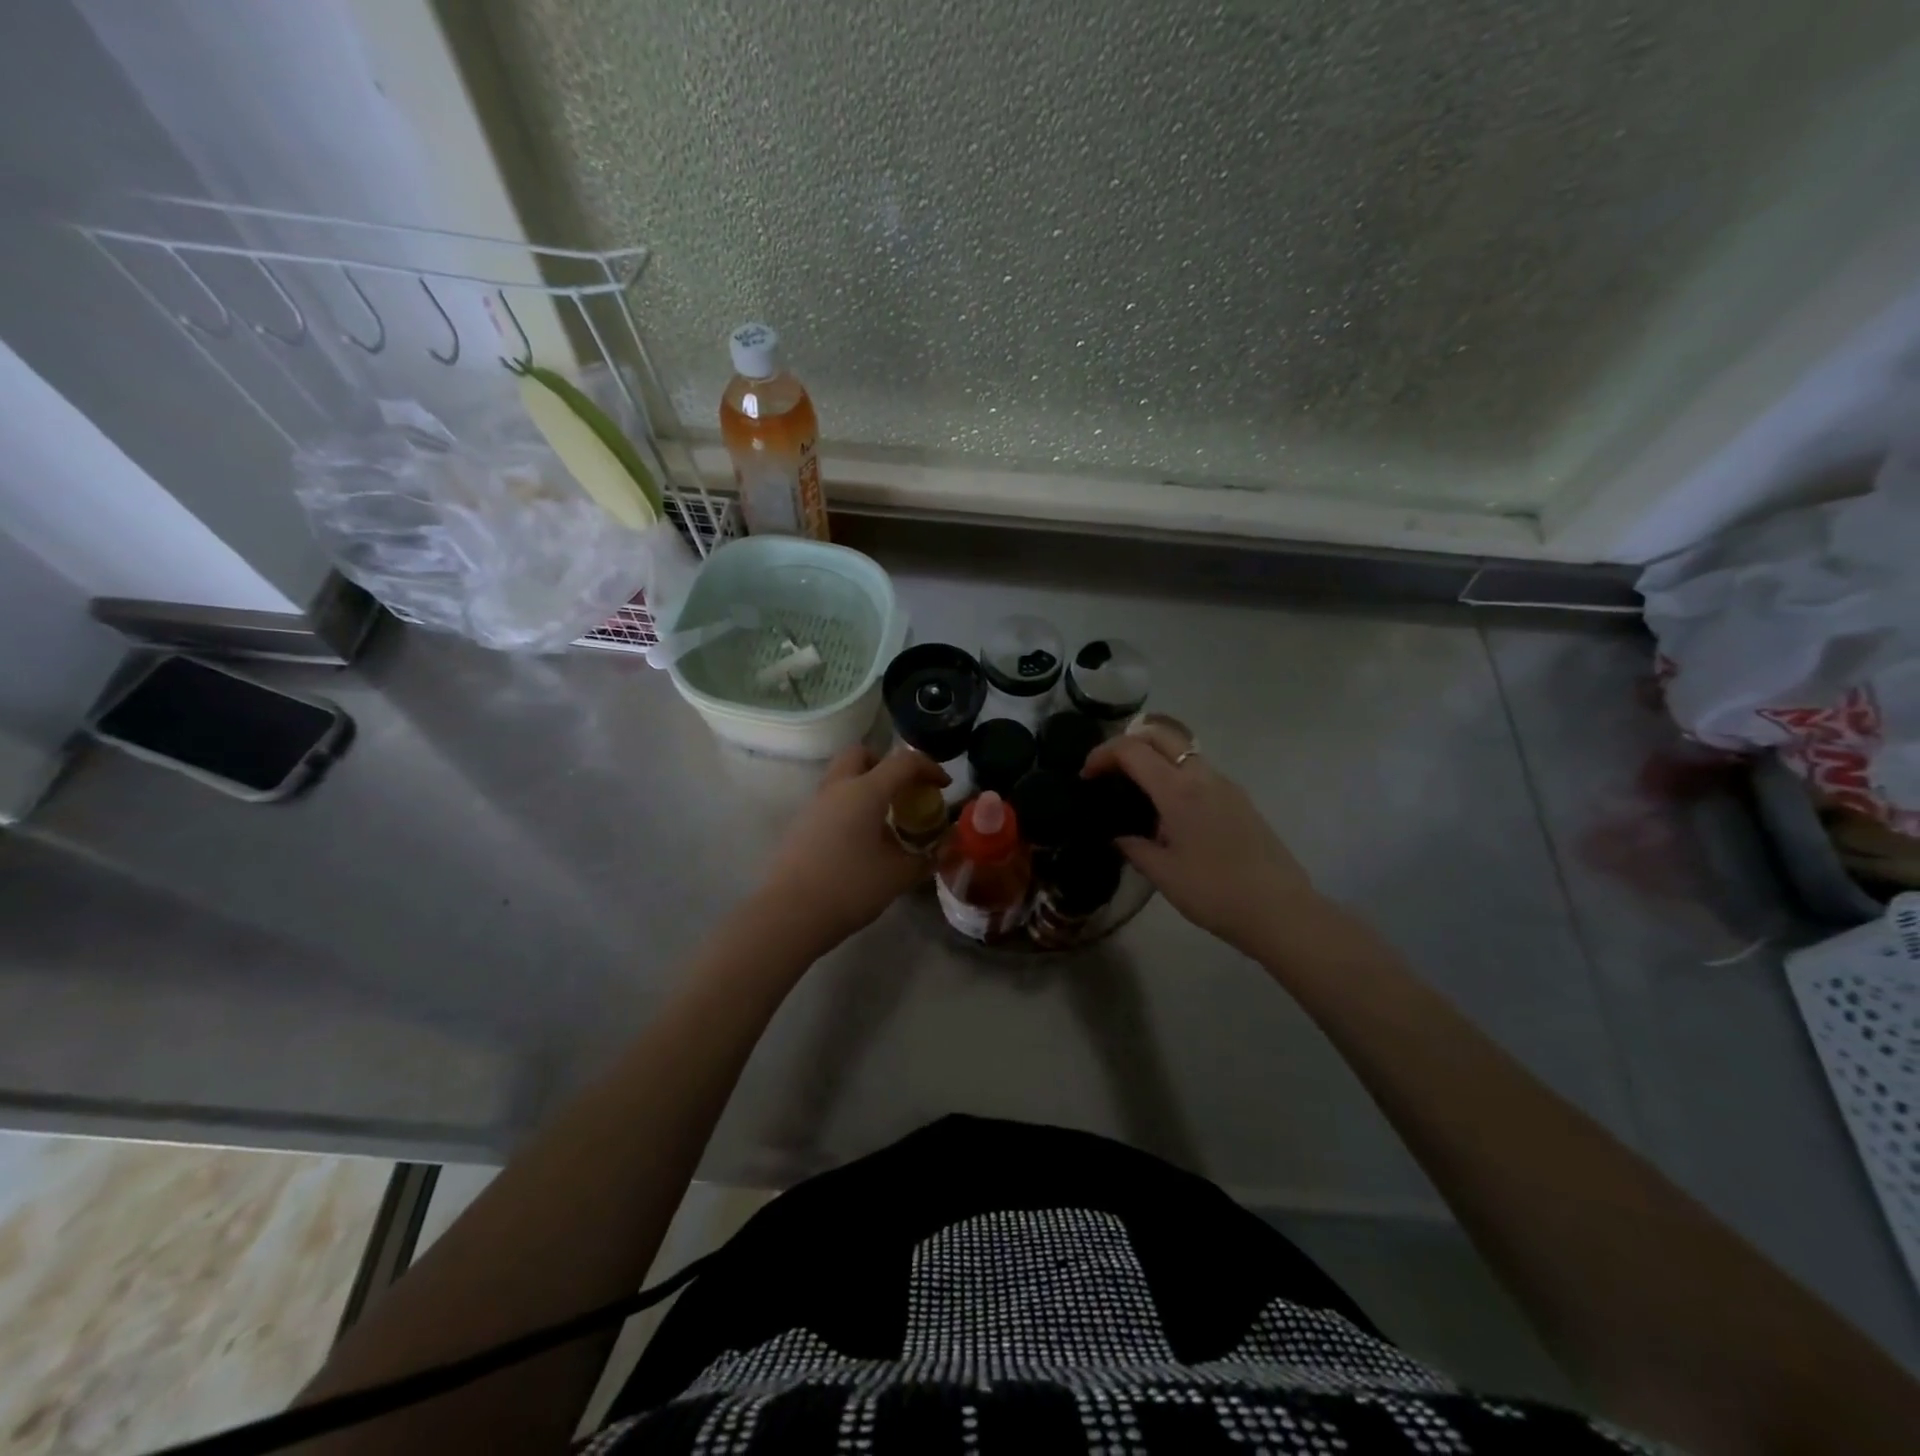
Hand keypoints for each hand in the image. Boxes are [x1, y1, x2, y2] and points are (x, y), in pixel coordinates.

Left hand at [758, 745, 948, 955]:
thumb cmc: (850, 888)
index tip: (944, 786)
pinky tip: (861, 839)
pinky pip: (832, 800)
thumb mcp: (899, 875)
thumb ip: (928, 857)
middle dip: (887, 764)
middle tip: (903, 792)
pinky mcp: (801, 824)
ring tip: (885, 819)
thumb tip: (946, 846)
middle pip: (862, 754)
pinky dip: (850, 806)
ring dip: (867, 786)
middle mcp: (838, 788)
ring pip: (843, 776)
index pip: (904, 761)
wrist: (790, 914)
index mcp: (865, 791)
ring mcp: (815, 804)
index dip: (929, 767)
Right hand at [1082, 733, 1319, 956]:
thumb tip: (1120, 836)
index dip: (1102, 755)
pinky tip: (1168, 810)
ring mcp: (1225, 785)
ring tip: (1135, 789)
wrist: (1280, 910)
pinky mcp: (1239, 799)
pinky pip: (1199, 771)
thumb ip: (1134, 847)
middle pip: (1160, 734)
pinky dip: (1175, 773)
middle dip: (1128, 742)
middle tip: (1109, 770)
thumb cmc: (1214, 892)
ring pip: (1183, 750)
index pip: (1132, 750)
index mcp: (1178, 790)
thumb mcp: (1163, 873)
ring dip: (1154, 756)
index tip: (1085, 776)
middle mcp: (1202, 776)